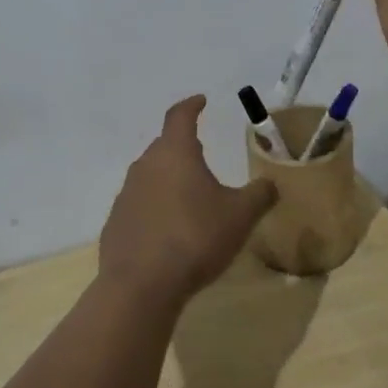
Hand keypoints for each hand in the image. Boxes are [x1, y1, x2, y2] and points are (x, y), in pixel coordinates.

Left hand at [99, 96, 277, 311]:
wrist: (140, 286)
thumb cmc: (195, 238)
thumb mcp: (240, 216)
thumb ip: (259, 195)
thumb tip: (271, 184)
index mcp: (175, 153)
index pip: (180, 116)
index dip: (192, 106)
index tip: (201, 101)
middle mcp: (146, 165)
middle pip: (164, 145)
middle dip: (182, 146)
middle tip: (201, 153)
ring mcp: (126, 194)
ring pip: (150, 175)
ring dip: (168, 178)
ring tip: (187, 194)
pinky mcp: (116, 222)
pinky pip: (139, 205)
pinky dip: (154, 207)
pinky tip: (167, 230)